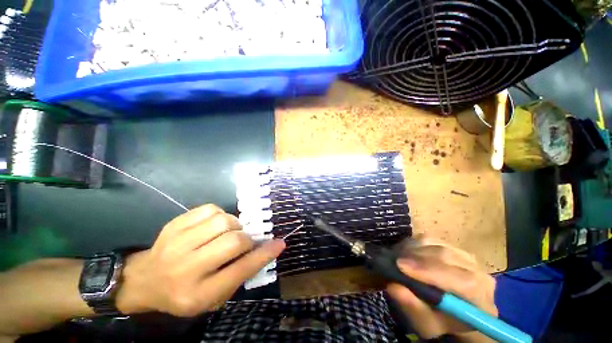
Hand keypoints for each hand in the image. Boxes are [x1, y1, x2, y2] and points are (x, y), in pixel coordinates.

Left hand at [116, 204, 285, 316]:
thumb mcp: (214, 297)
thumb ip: (241, 274)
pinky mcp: (174, 225)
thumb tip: (267, 248)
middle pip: (233, 242)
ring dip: (233, 226)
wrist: (145, 281)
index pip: (240, 271)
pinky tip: (213, 226)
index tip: (280, 243)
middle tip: (244, 242)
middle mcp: (186, 268)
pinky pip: (210, 209)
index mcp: (199, 293)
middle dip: (246, 239)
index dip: (264, 255)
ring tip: (227, 234)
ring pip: (223, 221)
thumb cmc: (185, 293)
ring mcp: (177, 243)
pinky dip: (219, 215)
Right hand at [387, 235, 496, 341]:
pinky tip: (405, 253)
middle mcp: (479, 273)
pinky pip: (430, 239)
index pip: (463, 280)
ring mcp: (466, 257)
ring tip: (398, 258)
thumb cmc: (441, 322)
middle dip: (416, 257)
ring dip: (412, 249)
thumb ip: (414, 308)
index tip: (400, 266)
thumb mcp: (426, 324)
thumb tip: (394, 287)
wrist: (451, 311)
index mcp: (480, 300)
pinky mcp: (452, 246)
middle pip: (447, 256)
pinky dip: (413, 244)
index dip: (430, 271)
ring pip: (436, 244)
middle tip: (393, 261)